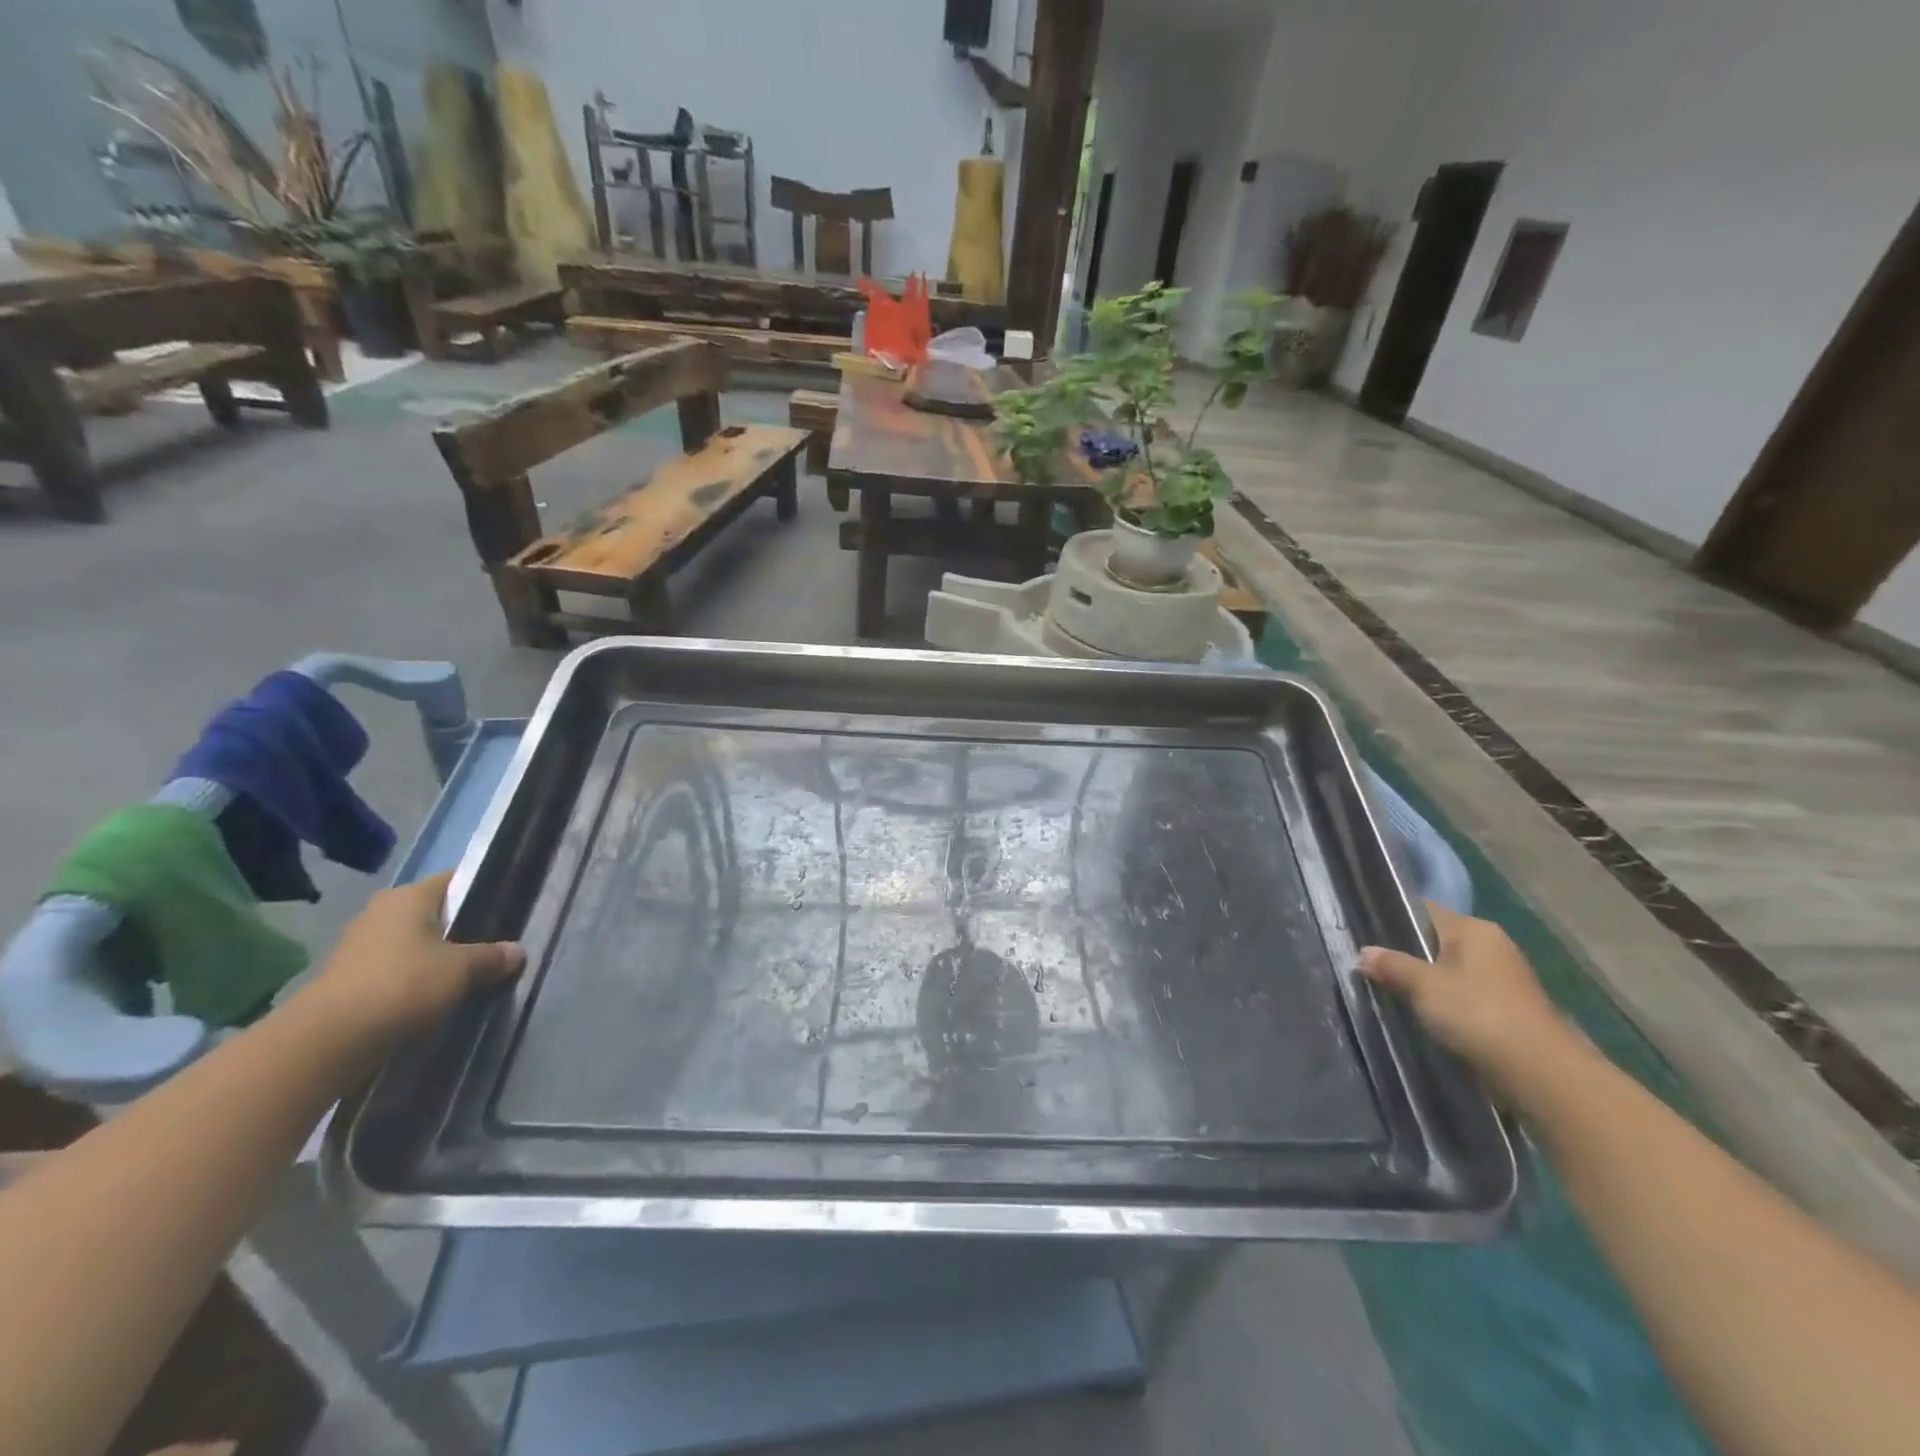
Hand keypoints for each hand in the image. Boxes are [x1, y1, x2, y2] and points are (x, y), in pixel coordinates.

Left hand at [302, 871, 524, 1043]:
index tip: (507, 913)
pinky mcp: (350, 978)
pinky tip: (437, 997)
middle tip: (494, 948)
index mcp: (409, 896)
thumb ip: (492, 957)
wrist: (328, 1040)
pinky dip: (416, 980)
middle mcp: (382, 911)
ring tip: (470, 976)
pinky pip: (397, 969)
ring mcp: (361, 945)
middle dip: (462, 930)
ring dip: (438, 958)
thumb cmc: (403, 984)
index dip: (483, 894)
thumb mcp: (462, 969)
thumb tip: (517, 952)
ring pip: (415, 944)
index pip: (455, 881)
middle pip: (435, 914)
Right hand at [1359, 903, 1573, 1090]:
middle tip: (1371, 966)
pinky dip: (1444, 1004)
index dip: (1394, 918)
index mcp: (1474, 929)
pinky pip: (1464, 997)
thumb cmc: (1477, 1012)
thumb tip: (1363, 953)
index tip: (1365, 933)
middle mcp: (1492, 946)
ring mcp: (1503, 980)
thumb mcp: (1423, 985)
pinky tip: (1422, 1015)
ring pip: (1449, 972)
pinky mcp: (1507, 1011)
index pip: (1425, 911)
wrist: (1539, 1071)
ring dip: (1425, 983)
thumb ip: (1391, 965)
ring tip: (1389, 991)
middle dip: (1407, 954)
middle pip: (1436, 942)